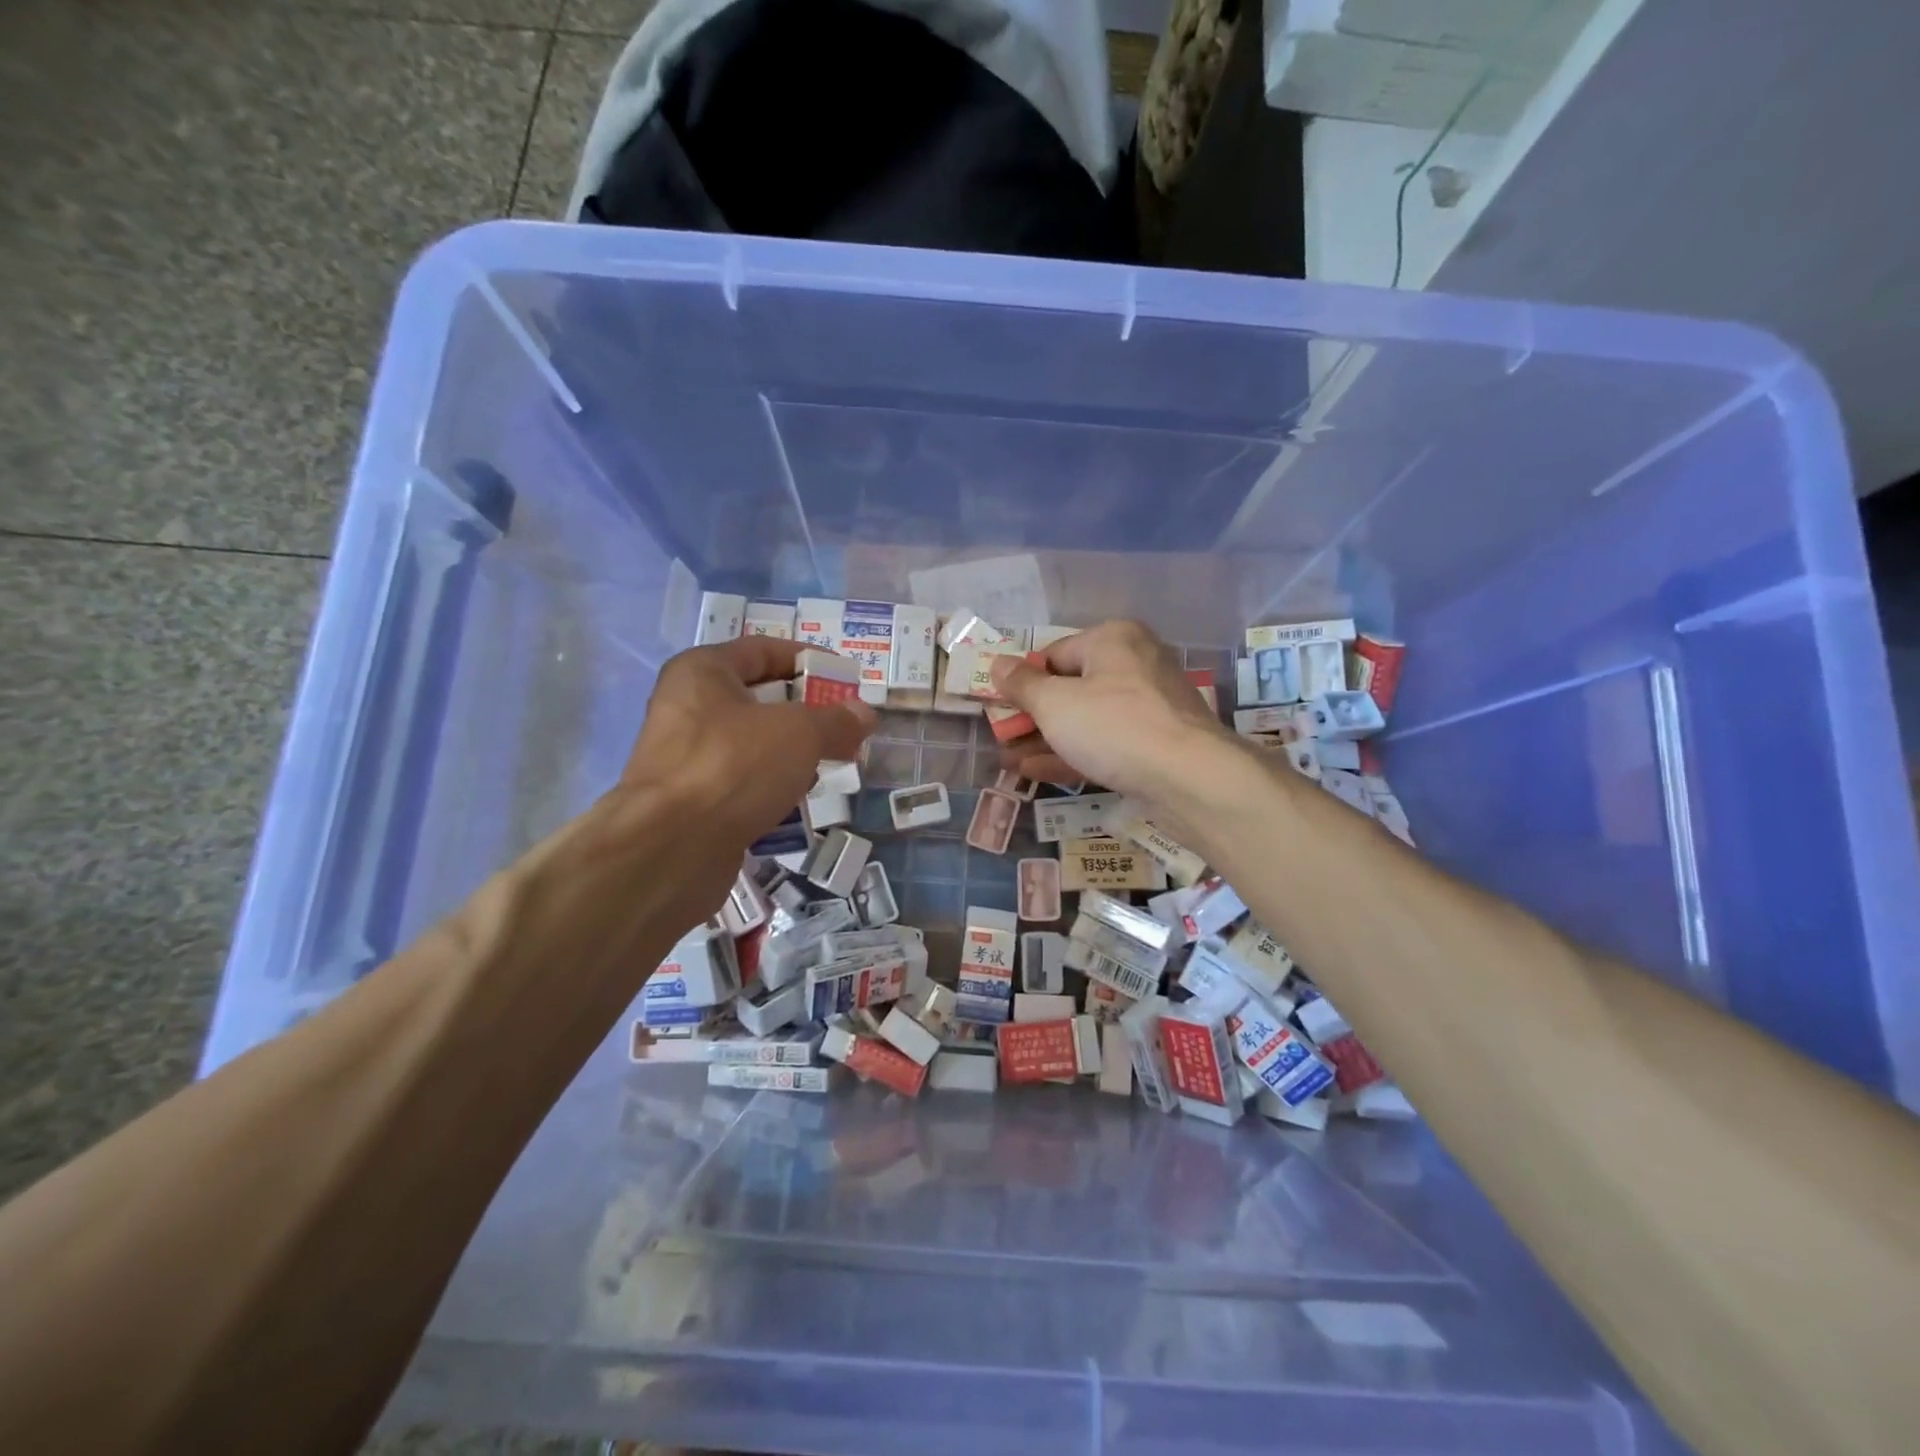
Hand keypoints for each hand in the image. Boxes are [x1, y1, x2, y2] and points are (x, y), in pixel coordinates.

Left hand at [614, 637, 876, 911]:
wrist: (670, 848)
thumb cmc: (734, 766)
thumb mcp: (799, 733)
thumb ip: (836, 720)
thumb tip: (863, 714)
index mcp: (703, 672)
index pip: (763, 650)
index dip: (809, 659)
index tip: (847, 678)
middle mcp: (688, 707)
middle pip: (759, 698)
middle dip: (807, 711)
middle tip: (847, 725)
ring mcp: (687, 756)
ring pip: (753, 742)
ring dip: (793, 751)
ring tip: (833, 762)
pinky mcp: (692, 800)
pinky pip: (743, 779)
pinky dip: (772, 784)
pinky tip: (800, 796)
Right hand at [989, 620, 1232, 802]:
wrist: (1190, 778)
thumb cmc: (1114, 726)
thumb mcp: (1054, 703)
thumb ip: (1022, 684)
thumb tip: (998, 663)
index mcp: (1113, 640)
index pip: (1054, 654)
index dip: (1023, 682)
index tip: (999, 707)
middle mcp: (1135, 664)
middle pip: (1071, 688)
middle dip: (1032, 716)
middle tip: (1002, 737)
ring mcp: (1149, 707)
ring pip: (1087, 720)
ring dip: (1046, 740)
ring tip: (1009, 760)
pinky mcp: (1156, 744)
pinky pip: (1106, 743)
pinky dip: (1073, 754)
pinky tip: (1036, 772)